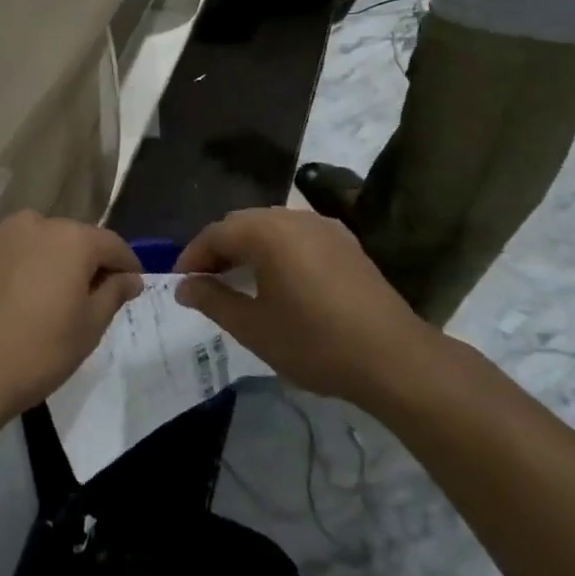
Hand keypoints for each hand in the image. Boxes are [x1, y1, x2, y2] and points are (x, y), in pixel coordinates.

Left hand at [0, 212, 143, 420]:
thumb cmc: (38, 352)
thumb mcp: (89, 328)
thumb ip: (114, 293)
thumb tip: (130, 277)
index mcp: (72, 239)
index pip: (111, 244)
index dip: (126, 264)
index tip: (131, 285)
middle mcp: (36, 224)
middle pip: (72, 238)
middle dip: (84, 262)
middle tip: (87, 297)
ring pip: (36, 241)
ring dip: (47, 260)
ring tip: (45, 296)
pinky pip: (6, 250)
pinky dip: (16, 265)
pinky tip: (11, 296)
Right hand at [174, 208, 436, 407]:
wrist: (394, 358)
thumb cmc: (315, 342)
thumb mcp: (254, 327)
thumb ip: (213, 300)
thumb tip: (184, 286)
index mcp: (267, 232)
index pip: (216, 233)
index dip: (193, 256)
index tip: (180, 283)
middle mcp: (294, 217)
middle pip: (243, 223)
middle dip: (219, 248)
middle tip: (205, 282)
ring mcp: (324, 227)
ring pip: (272, 226)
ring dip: (249, 247)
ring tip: (238, 280)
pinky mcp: (346, 243)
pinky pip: (298, 235)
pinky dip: (278, 250)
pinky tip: (279, 279)